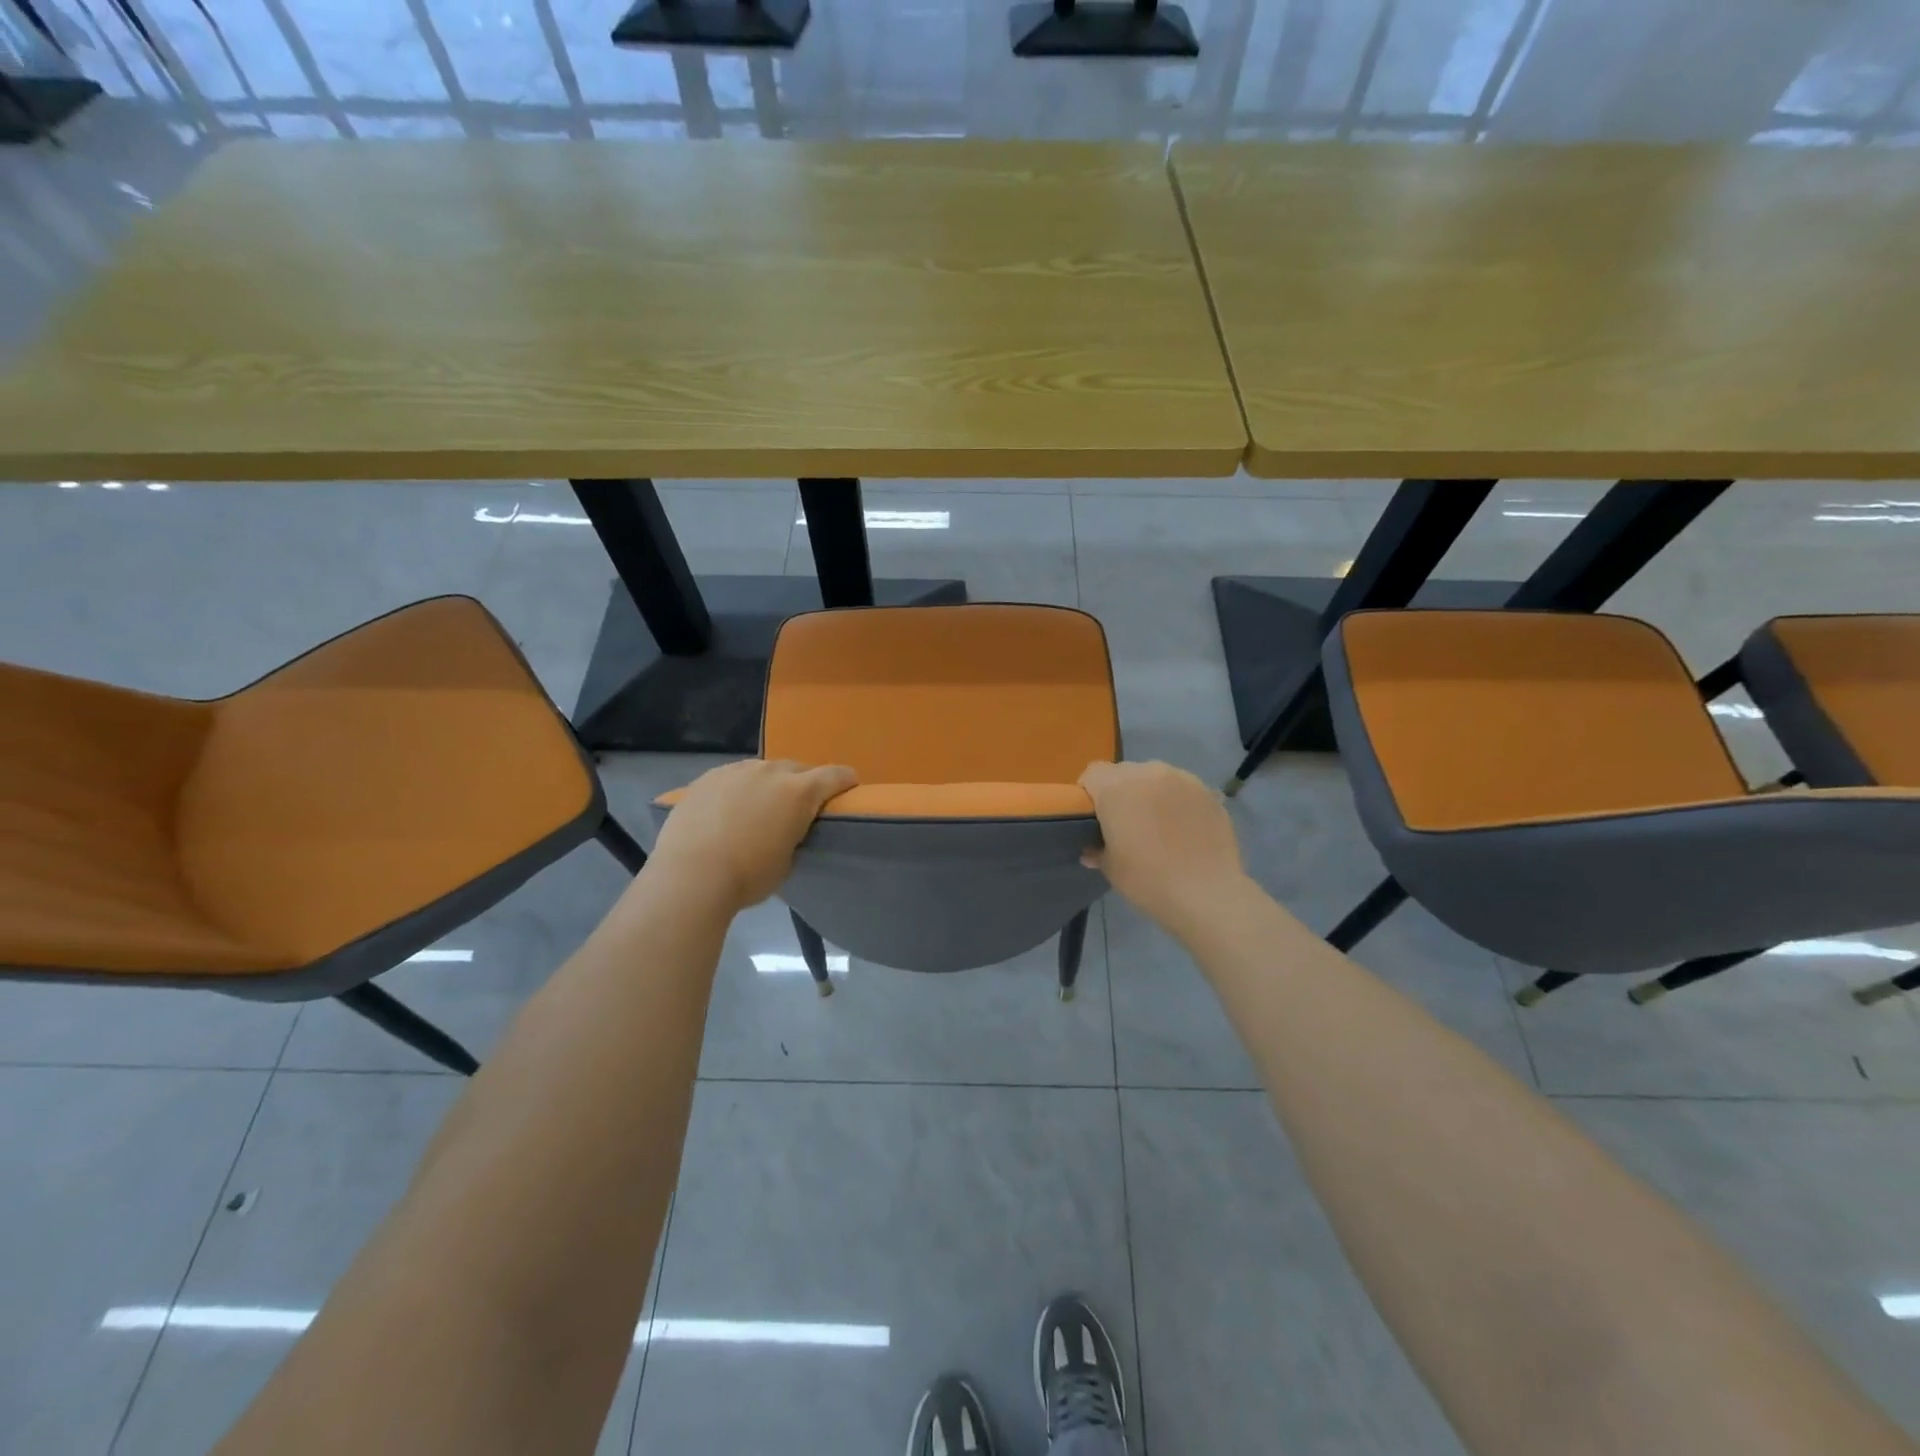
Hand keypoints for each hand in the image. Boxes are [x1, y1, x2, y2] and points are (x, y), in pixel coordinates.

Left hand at [648, 759, 856, 912]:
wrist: (690, 876)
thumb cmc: (749, 876)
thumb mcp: (788, 861)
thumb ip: (794, 835)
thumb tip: (785, 830)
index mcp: (800, 792)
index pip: (835, 775)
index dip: (845, 782)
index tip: (848, 790)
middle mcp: (771, 771)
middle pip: (797, 769)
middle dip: (802, 784)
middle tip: (796, 809)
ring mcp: (736, 770)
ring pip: (762, 770)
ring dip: (767, 784)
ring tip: (757, 809)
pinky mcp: (707, 778)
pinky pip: (732, 777)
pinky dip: (737, 789)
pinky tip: (726, 811)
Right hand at [1080, 761, 1251, 939]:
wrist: (1207, 894)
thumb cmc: (1148, 880)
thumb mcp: (1111, 868)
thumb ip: (1097, 850)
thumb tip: (1092, 849)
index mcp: (1116, 788)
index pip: (1093, 773)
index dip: (1089, 792)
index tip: (1094, 816)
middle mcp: (1148, 773)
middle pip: (1124, 772)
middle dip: (1121, 791)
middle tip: (1125, 822)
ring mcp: (1182, 779)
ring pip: (1155, 777)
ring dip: (1150, 793)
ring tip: (1158, 824)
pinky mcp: (1207, 791)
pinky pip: (1182, 789)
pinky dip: (1177, 801)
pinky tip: (1183, 828)